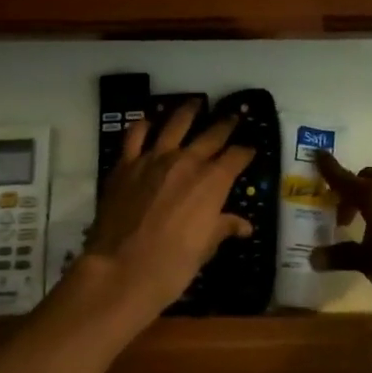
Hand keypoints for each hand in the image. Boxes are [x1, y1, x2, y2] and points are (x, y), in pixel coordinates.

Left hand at [79, 101, 255, 320]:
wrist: (121, 270)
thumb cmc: (172, 265)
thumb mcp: (205, 248)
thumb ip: (223, 227)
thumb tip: (244, 226)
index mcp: (212, 181)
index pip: (236, 157)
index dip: (246, 152)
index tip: (250, 149)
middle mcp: (187, 161)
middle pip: (212, 135)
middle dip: (226, 125)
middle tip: (234, 116)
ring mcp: (154, 158)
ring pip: (175, 124)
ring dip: (188, 111)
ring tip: (195, 102)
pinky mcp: (126, 164)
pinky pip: (135, 135)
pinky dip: (144, 126)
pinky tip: (148, 123)